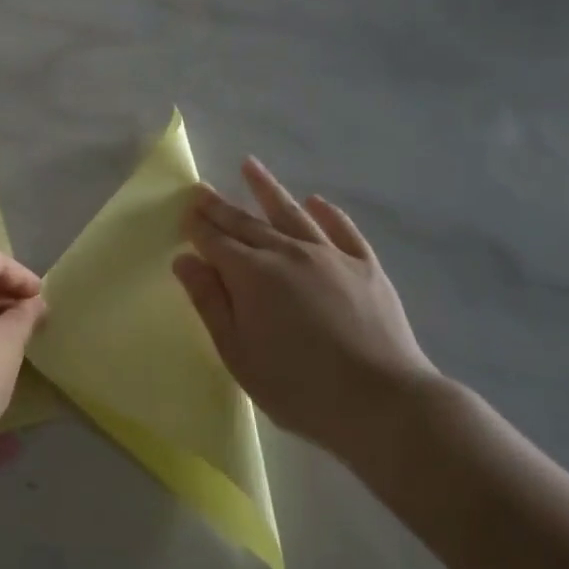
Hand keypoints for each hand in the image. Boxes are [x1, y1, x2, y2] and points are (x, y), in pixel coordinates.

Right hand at [172, 159, 440, 463]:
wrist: (383, 403)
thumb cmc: (299, 388)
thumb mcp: (239, 354)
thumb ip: (210, 303)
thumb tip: (185, 261)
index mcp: (252, 275)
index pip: (216, 241)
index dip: (198, 226)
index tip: (185, 212)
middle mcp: (288, 253)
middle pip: (247, 223)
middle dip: (220, 206)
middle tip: (202, 189)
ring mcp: (330, 255)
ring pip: (292, 213)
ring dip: (267, 189)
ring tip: (250, 166)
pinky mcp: (366, 266)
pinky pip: (342, 230)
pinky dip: (327, 213)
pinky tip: (317, 201)